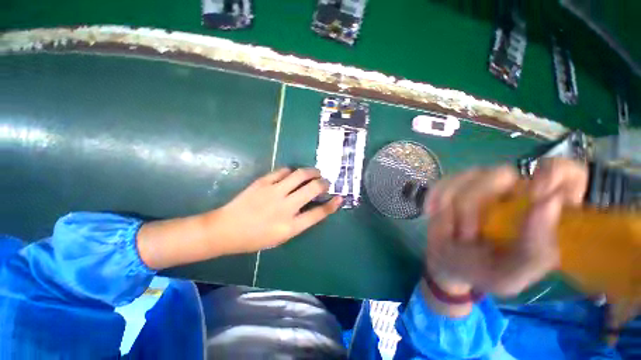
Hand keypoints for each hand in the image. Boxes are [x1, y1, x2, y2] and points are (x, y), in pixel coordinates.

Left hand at [208, 168, 342, 254]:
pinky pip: (283, 171)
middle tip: (325, 181)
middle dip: (324, 183)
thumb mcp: (281, 236)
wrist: (226, 229)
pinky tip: (292, 174)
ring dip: (312, 171)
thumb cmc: (255, 238)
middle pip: (313, 188)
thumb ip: (300, 221)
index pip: (318, 213)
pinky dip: (291, 171)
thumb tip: (313, 206)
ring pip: (300, 174)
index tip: (339, 197)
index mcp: (290, 226)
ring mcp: (274, 192)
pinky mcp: (263, 182)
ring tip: (314, 172)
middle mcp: (285, 207)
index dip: (332, 205)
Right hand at [425, 158, 587, 297]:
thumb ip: (536, 249)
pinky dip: (434, 198)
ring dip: (452, 207)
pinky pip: (443, 181)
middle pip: (501, 174)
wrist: (448, 263)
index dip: (556, 172)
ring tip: (451, 230)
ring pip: (467, 177)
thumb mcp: (513, 274)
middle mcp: (515, 191)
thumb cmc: (484, 271)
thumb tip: (549, 202)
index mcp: (543, 212)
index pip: (569, 173)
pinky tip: (432, 213)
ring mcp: (482, 184)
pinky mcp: (455, 184)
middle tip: (465, 233)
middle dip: (474, 205)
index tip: (537, 194)